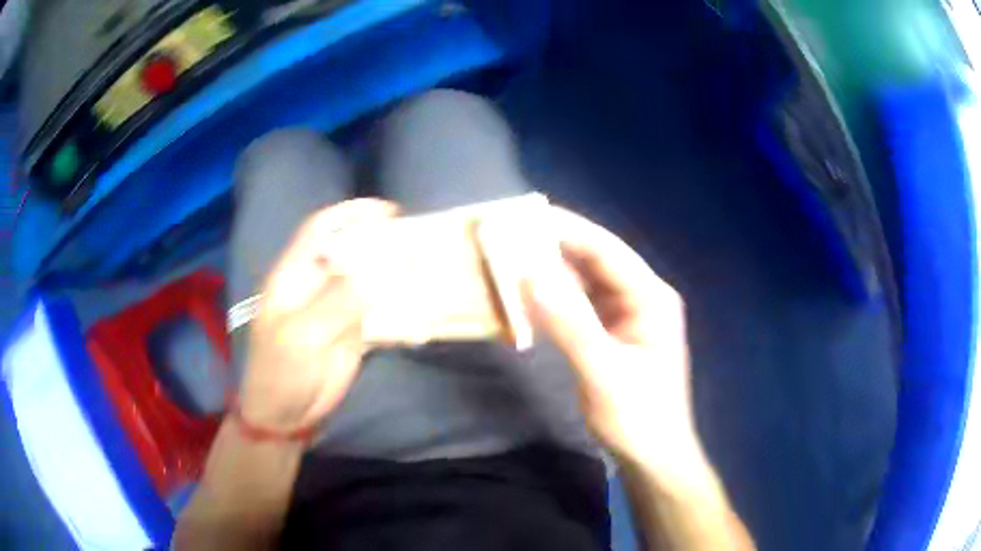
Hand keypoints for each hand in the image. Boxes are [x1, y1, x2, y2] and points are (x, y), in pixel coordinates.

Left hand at [239, 198, 398, 433]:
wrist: (287, 414)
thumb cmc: (281, 369)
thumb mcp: (302, 334)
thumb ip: (337, 300)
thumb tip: (377, 268)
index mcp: (295, 275)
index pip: (321, 230)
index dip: (350, 213)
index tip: (387, 210)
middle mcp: (318, 284)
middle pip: (351, 251)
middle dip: (380, 241)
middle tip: (417, 240)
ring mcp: (337, 308)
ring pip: (369, 280)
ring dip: (394, 273)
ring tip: (426, 267)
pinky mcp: (354, 332)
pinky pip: (379, 312)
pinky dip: (399, 307)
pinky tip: (420, 306)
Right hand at [524, 207, 704, 476]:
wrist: (652, 456)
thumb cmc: (638, 417)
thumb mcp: (604, 372)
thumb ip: (570, 324)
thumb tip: (530, 274)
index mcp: (651, 297)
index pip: (607, 251)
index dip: (568, 230)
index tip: (526, 217)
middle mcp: (641, 297)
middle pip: (596, 260)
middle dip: (556, 246)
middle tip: (511, 234)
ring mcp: (626, 315)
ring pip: (586, 281)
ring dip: (553, 270)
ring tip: (512, 256)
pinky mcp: (612, 332)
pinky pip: (581, 305)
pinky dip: (556, 298)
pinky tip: (530, 293)